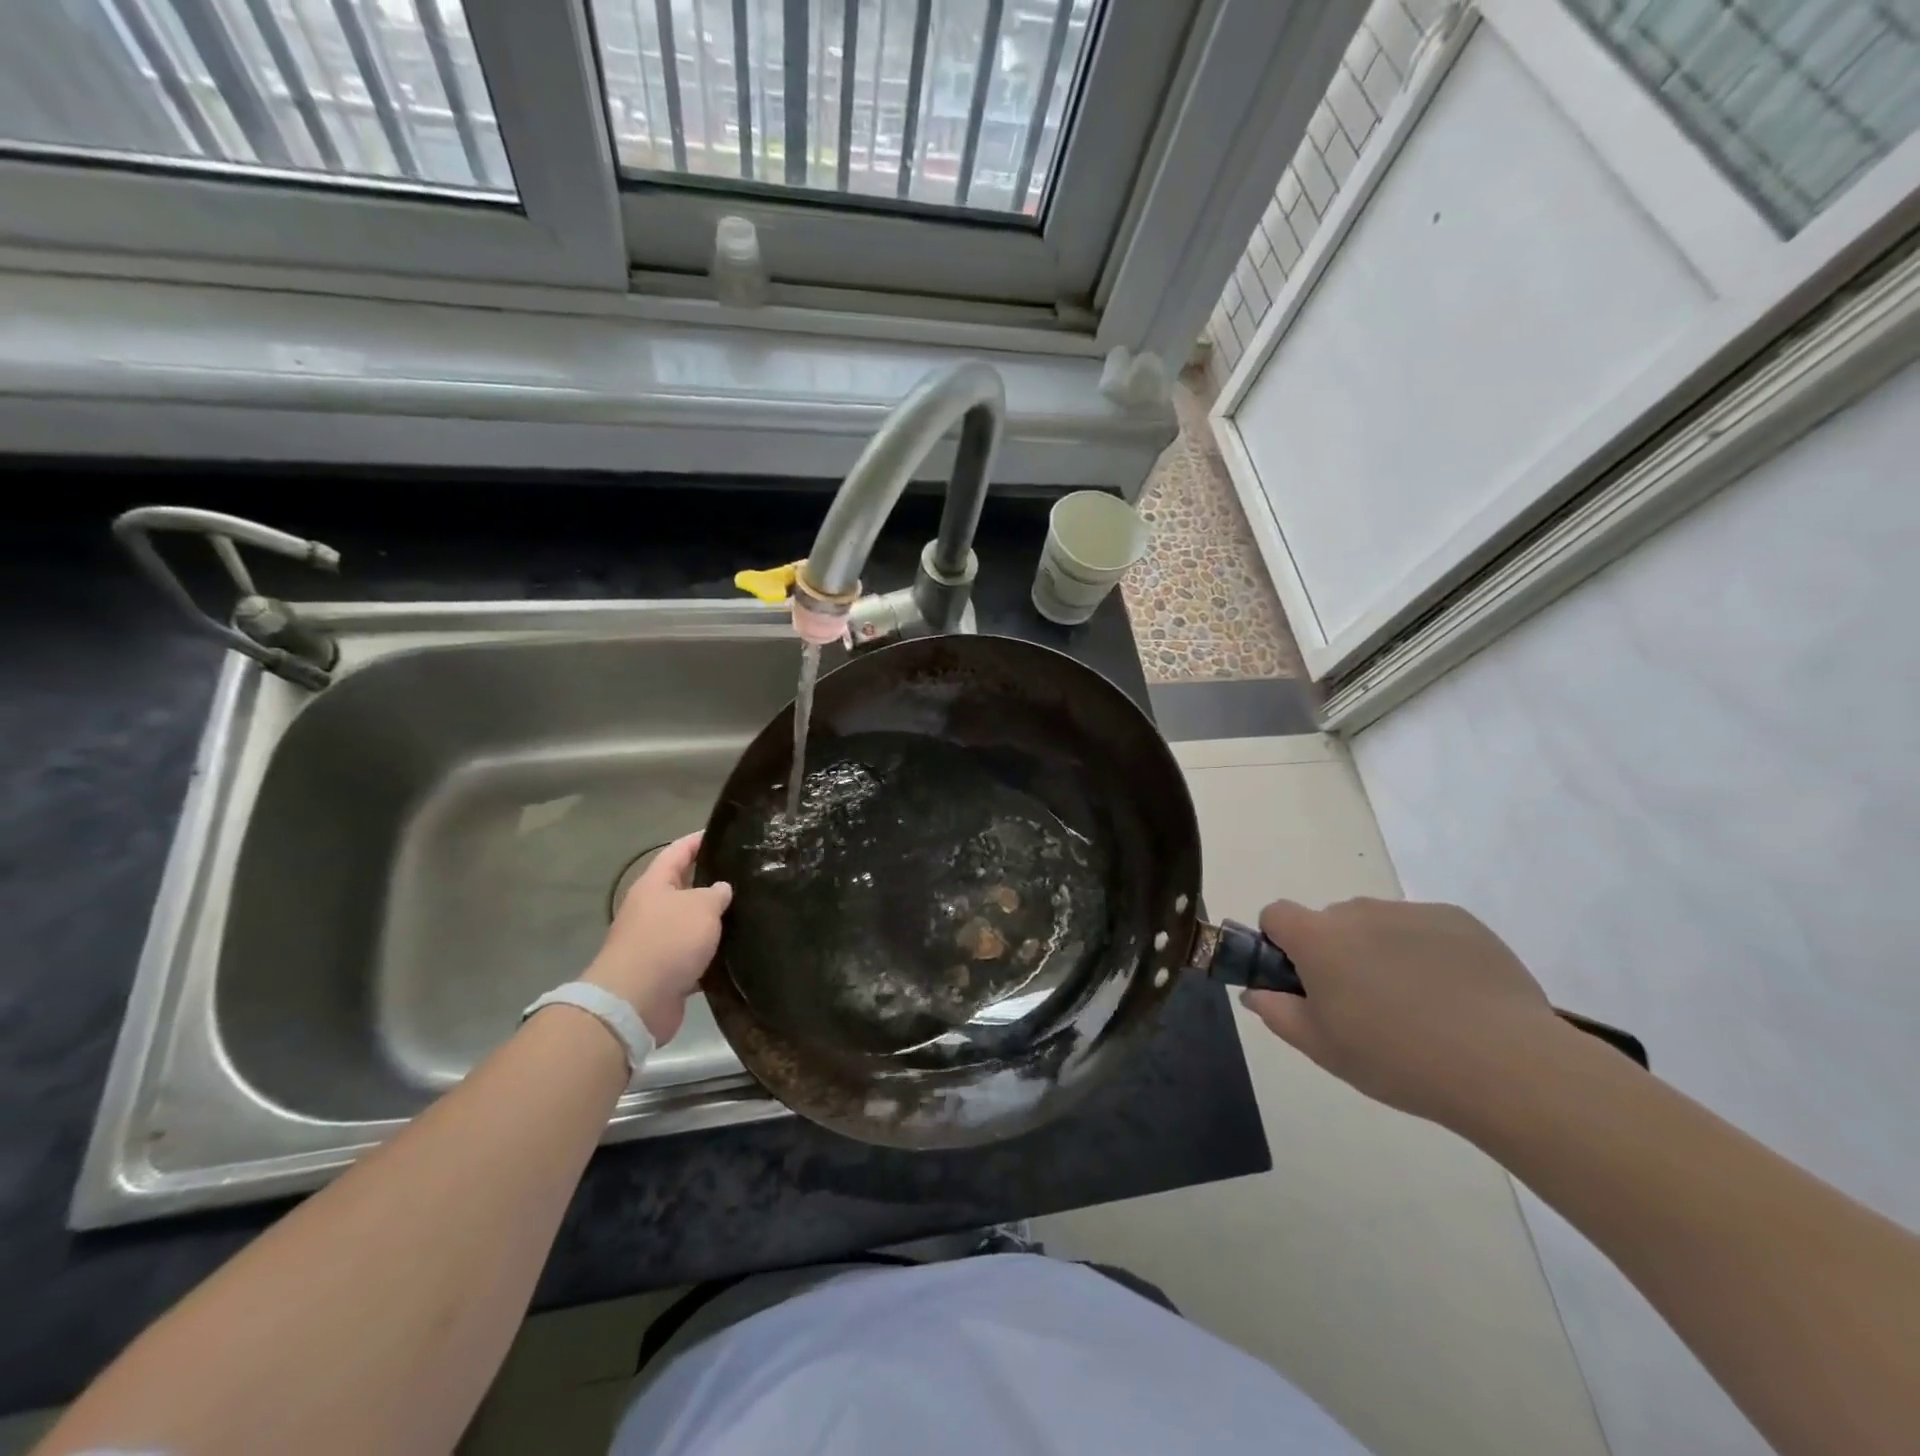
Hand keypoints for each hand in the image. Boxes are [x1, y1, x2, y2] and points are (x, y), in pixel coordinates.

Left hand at [584, 832, 731, 1044]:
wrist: (636, 1000)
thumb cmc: (668, 940)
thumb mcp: (700, 907)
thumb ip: (716, 893)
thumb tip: (722, 889)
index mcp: (654, 885)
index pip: (677, 852)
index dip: (698, 841)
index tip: (723, 834)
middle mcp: (652, 910)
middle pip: (684, 889)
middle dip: (711, 883)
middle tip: (746, 876)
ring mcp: (657, 942)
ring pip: (692, 925)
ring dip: (714, 923)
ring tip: (749, 913)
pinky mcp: (666, 973)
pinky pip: (694, 957)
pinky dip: (712, 956)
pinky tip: (738, 952)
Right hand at [1241, 898, 1567, 1127]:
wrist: (1505, 1065)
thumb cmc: (1397, 1059)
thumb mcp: (1322, 1049)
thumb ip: (1277, 1013)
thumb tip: (1255, 992)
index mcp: (1317, 938)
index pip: (1276, 915)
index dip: (1280, 943)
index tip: (1301, 980)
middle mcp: (1358, 912)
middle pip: (1331, 921)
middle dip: (1337, 952)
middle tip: (1363, 1004)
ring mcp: (1410, 912)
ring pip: (1378, 925)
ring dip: (1381, 951)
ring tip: (1418, 1006)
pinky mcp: (1458, 919)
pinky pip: (1424, 928)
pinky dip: (1427, 952)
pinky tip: (1455, 997)